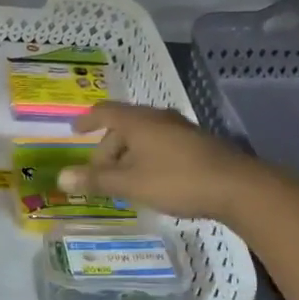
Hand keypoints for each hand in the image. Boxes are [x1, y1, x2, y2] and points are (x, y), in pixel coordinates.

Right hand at [57, 103, 267, 223]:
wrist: (237, 187)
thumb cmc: (176, 180)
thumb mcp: (131, 184)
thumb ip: (96, 180)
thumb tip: (61, 178)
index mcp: (138, 121)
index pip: (104, 112)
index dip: (87, 120)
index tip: (74, 130)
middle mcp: (158, 118)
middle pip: (124, 126)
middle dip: (107, 148)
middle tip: (99, 174)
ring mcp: (180, 130)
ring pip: (144, 136)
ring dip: (128, 155)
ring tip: (123, 181)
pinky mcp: (196, 144)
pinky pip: (161, 144)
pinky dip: (146, 157)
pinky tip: (151, 180)